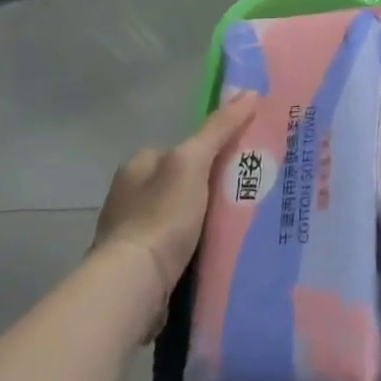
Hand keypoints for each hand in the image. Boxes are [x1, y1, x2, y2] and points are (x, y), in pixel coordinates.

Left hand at [93, 94, 255, 320]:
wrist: (133, 287)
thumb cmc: (160, 216)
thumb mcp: (193, 161)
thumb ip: (219, 128)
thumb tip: (249, 92)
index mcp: (138, 167)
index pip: (183, 149)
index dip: (213, 151)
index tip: (243, 161)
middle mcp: (130, 197)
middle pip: (184, 183)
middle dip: (212, 189)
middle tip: (248, 195)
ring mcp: (134, 235)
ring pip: (183, 217)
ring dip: (206, 221)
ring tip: (242, 226)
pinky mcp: (142, 268)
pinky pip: (179, 248)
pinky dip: (197, 248)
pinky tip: (219, 253)